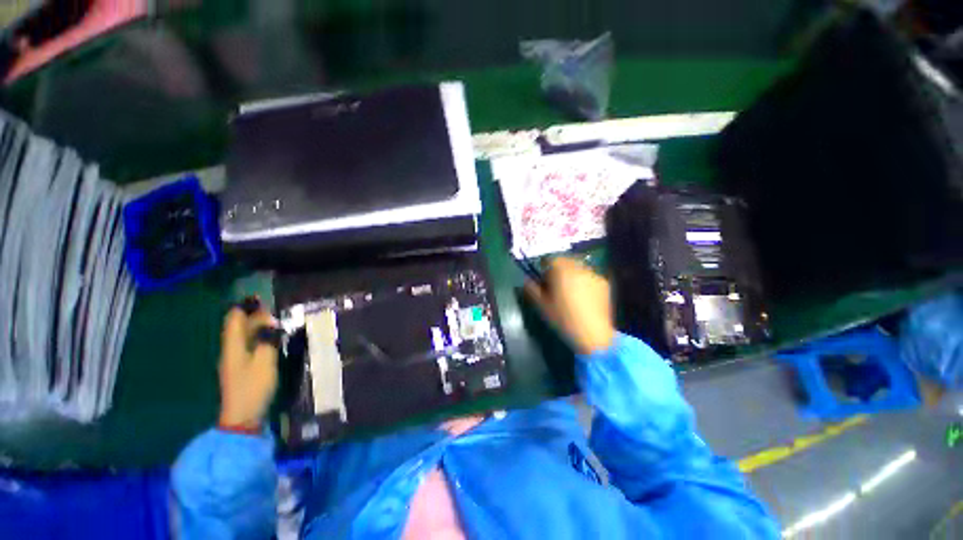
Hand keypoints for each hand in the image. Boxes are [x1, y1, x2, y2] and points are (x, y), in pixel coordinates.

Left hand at [217, 304, 278, 429]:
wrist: (242, 416)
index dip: (244, 308)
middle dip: (252, 316)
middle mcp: (230, 351)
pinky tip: (267, 339)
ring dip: (254, 326)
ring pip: (242, 337)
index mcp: (233, 347)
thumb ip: (267, 341)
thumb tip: (270, 325)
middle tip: (271, 309)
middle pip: (237, 328)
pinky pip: (246, 345)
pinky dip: (256, 337)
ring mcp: (234, 361)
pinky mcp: (240, 369)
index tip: (257, 298)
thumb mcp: (265, 362)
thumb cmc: (253, 387)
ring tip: (272, 321)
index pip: (234, 321)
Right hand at [524, 257, 615, 354]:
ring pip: (578, 268)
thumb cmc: (563, 318)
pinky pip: (590, 276)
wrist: (593, 334)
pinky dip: (584, 281)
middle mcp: (578, 268)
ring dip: (572, 274)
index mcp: (561, 270)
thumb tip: (526, 280)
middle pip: (565, 261)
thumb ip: (531, 289)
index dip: (544, 267)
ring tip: (571, 291)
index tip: (543, 279)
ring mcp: (594, 274)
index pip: (550, 259)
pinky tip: (584, 297)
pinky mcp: (604, 283)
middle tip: (556, 284)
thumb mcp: (541, 305)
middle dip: (558, 269)